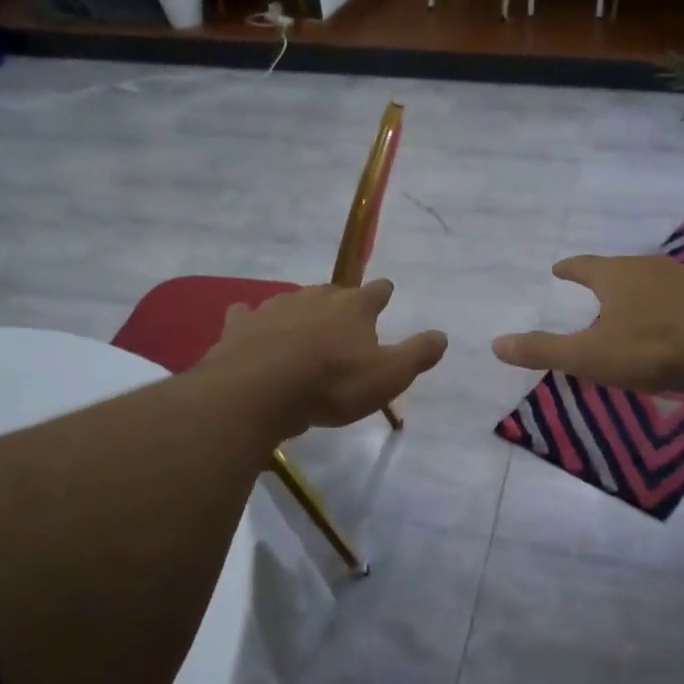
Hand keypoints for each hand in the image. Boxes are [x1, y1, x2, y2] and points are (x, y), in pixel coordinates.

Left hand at [207, 280, 446, 436]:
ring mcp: (275, 308)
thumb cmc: (332, 384)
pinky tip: (251, 328)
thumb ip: (417, 354)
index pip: (376, 292)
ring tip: (302, 329)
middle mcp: (315, 297)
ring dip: (300, 312)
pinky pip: (248, 315)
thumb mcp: (388, 376)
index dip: (382, 294)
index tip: (385, 294)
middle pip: (333, 293)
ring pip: (293, 301)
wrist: (259, 391)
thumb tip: (442, 335)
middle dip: (340, 303)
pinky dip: (253, 321)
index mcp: (354, 307)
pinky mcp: (241, 325)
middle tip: (344, 321)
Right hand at [493, 256, 683, 392]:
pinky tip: (677, 321)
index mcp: (616, 276)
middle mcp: (650, 268)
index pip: (584, 266)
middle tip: (596, 287)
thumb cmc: (651, 347)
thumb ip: (544, 350)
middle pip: (621, 268)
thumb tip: (496, 344)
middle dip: (607, 278)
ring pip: (655, 280)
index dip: (570, 268)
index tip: (559, 268)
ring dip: (642, 290)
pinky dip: (673, 305)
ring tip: (635, 304)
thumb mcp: (590, 355)